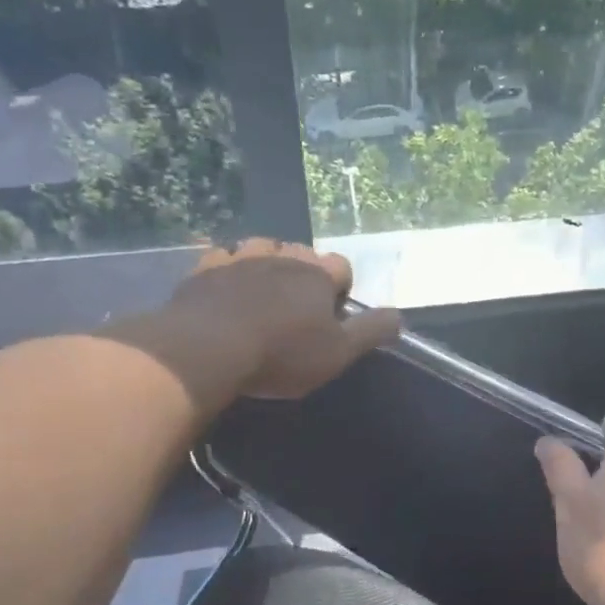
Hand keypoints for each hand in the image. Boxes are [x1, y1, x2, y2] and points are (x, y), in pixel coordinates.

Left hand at [163, 239, 401, 398]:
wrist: (206, 348)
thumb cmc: (280, 353)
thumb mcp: (338, 353)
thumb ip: (371, 332)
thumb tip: (400, 316)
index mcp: (317, 273)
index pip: (341, 267)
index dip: (339, 290)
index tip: (329, 317)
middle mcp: (282, 255)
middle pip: (301, 255)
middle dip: (302, 276)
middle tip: (293, 313)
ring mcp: (240, 256)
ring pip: (261, 250)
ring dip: (265, 267)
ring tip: (258, 298)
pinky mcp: (204, 267)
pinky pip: (222, 258)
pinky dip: (227, 270)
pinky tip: (222, 292)